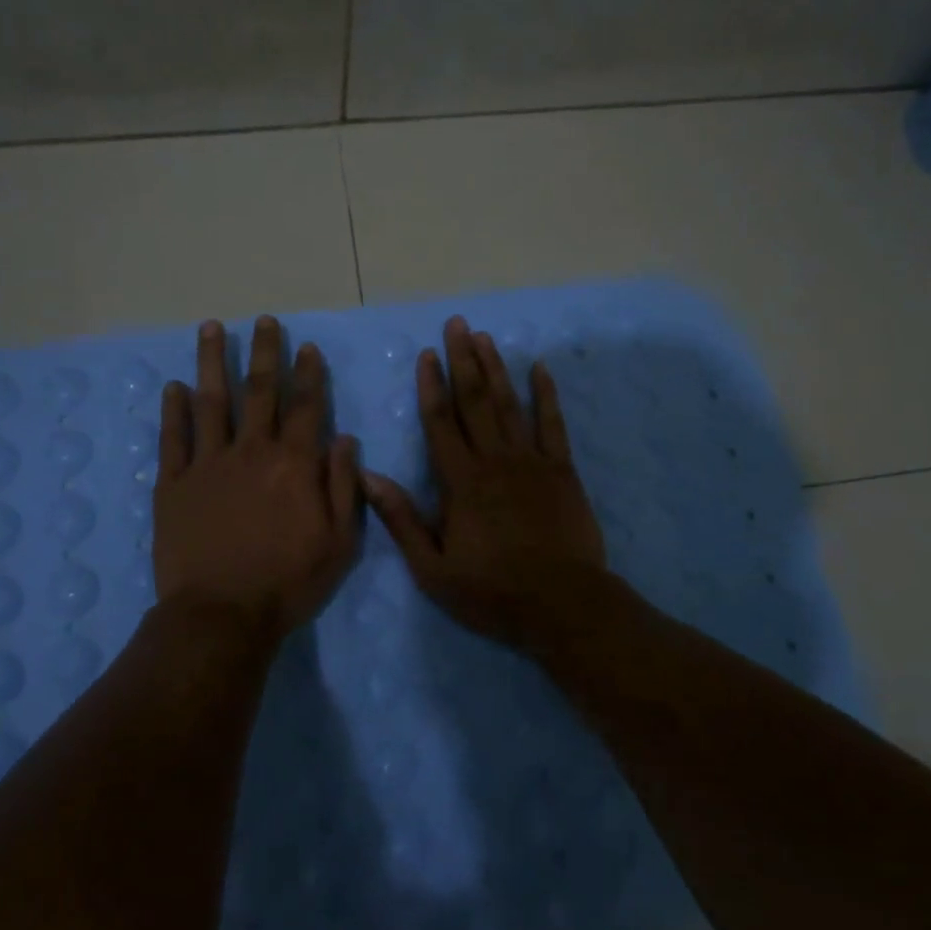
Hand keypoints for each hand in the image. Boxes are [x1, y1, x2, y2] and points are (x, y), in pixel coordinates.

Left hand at [153, 315, 361, 642]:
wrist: (221, 616)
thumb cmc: (288, 582)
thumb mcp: (339, 542)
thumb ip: (342, 486)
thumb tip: (345, 440)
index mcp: (294, 464)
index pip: (306, 406)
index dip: (308, 373)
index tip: (307, 347)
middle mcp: (252, 451)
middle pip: (260, 391)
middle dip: (264, 352)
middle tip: (263, 320)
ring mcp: (208, 464)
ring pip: (211, 401)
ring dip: (212, 362)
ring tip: (211, 328)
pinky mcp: (173, 484)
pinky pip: (173, 438)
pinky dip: (173, 410)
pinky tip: (174, 387)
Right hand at [363, 315, 607, 650]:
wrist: (562, 605)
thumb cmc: (492, 591)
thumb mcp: (433, 568)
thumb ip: (402, 519)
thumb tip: (368, 476)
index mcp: (461, 481)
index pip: (440, 422)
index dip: (431, 386)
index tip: (426, 354)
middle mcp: (495, 460)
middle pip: (475, 401)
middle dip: (464, 360)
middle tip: (457, 324)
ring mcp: (532, 461)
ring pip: (510, 404)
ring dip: (496, 368)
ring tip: (485, 337)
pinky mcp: (562, 470)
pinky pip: (553, 424)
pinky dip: (547, 395)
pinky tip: (541, 369)